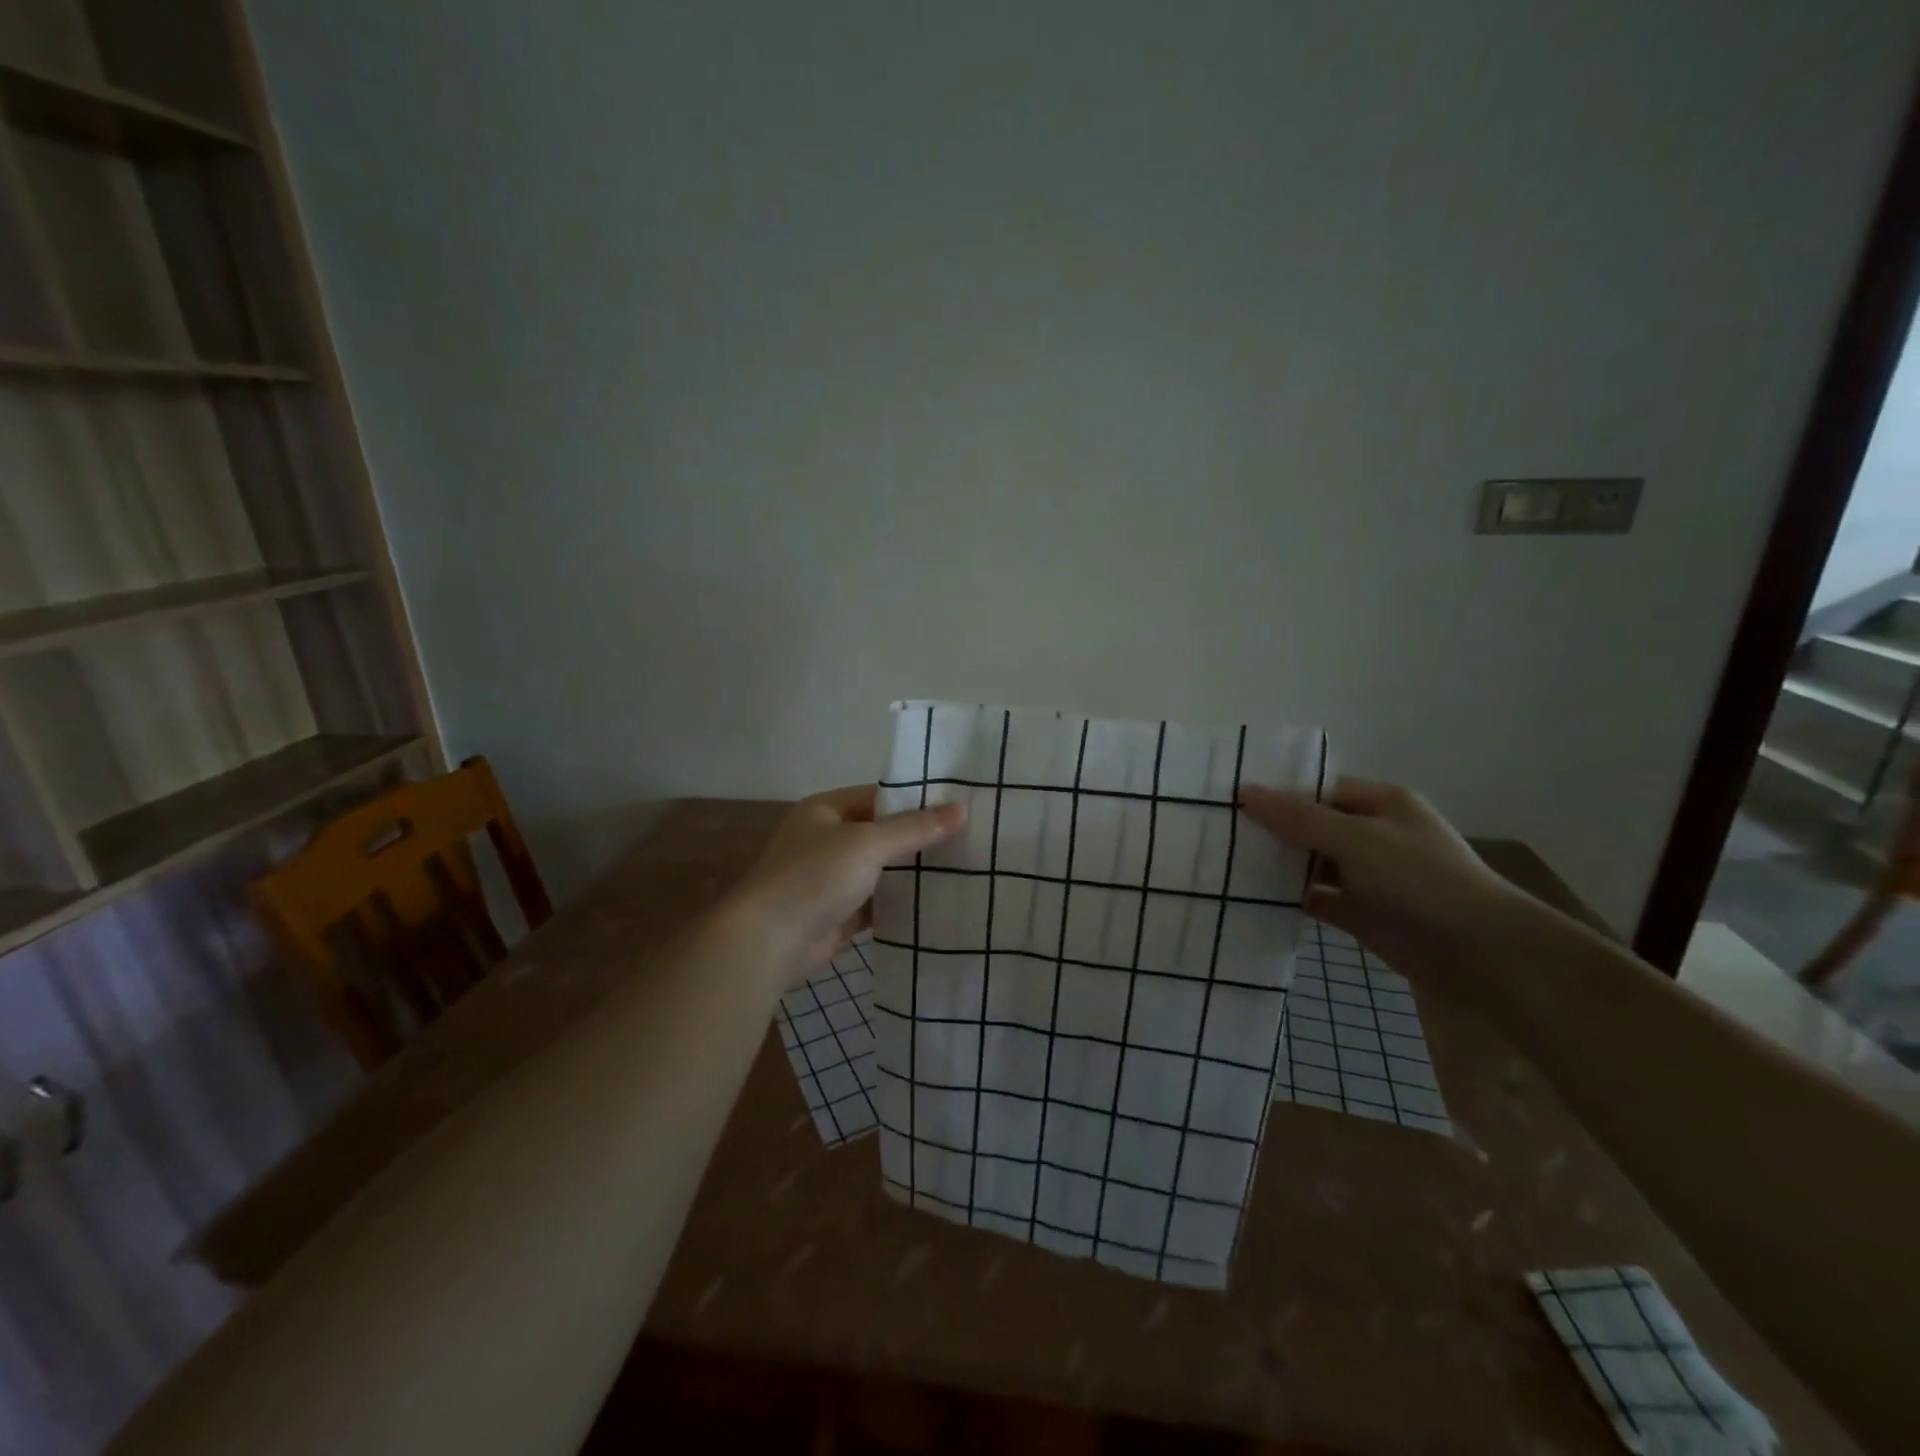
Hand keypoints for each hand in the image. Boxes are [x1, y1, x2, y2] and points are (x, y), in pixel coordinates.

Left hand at [729, 785, 965, 982]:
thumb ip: (915, 828)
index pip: (881, 796)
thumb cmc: (815, 877)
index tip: (960, 805)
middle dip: (921, 837)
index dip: (918, 799)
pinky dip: (903, 901)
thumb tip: (962, 809)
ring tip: (965, 866)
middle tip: (971, 837)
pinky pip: (880, 900)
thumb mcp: (868, 843)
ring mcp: (833, 877)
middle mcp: (829, 838)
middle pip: (884, 832)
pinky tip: (939, 900)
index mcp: (827, 809)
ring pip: (883, 868)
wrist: (770, 941)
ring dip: (914, 870)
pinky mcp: (841, 911)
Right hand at [1239, 778, 1529, 1005]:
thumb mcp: (1356, 839)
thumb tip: (1245, 792)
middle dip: (1271, 829)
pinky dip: (1288, 898)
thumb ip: (1299, 818)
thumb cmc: (1420, 879)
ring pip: (1310, 863)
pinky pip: (1315, 898)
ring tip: (1224, 861)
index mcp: (1380, 804)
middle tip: (1218, 831)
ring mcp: (1366, 876)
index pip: (1320, 789)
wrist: (1479, 953)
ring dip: (1277, 865)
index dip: (1279, 793)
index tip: (1231, 799)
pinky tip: (1250, 897)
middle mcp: (1372, 835)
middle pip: (1311, 826)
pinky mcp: (1360, 913)